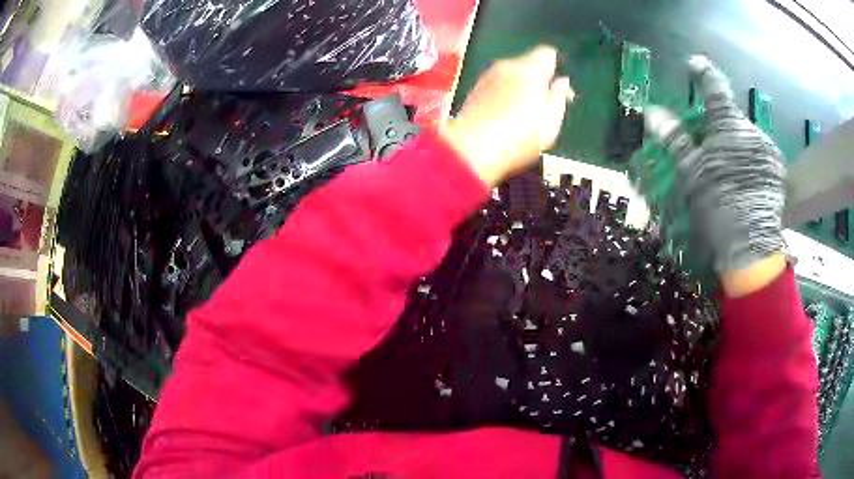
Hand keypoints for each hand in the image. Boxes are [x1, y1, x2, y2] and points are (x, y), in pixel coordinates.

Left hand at [443, 46, 573, 186]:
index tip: (556, 86)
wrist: (471, 151)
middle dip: (538, 78)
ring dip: (521, 85)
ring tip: (522, 114)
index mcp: (530, 72)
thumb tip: (563, 82)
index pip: (547, 53)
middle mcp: (507, 67)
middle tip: (542, 104)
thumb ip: (559, 99)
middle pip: (528, 62)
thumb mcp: (550, 126)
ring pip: (512, 72)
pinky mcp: (476, 87)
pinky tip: (505, 114)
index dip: (554, 67)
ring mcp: (489, 75)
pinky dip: (505, 91)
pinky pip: (498, 82)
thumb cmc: (516, 141)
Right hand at [644, 56, 786, 293]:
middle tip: (708, 145)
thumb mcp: (691, 172)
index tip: (694, 64)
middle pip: (731, 118)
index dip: (702, 72)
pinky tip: (744, 178)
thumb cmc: (718, 206)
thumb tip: (652, 111)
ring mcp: (768, 150)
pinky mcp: (777, 170)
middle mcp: (752, 130)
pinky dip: (749, 159)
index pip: (714, 87)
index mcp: (729, 125)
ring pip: (745, 137)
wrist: (751, 247)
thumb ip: (675, 138)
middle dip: (719, 125)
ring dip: (735, 144)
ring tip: (727, 168)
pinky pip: (759, 154)